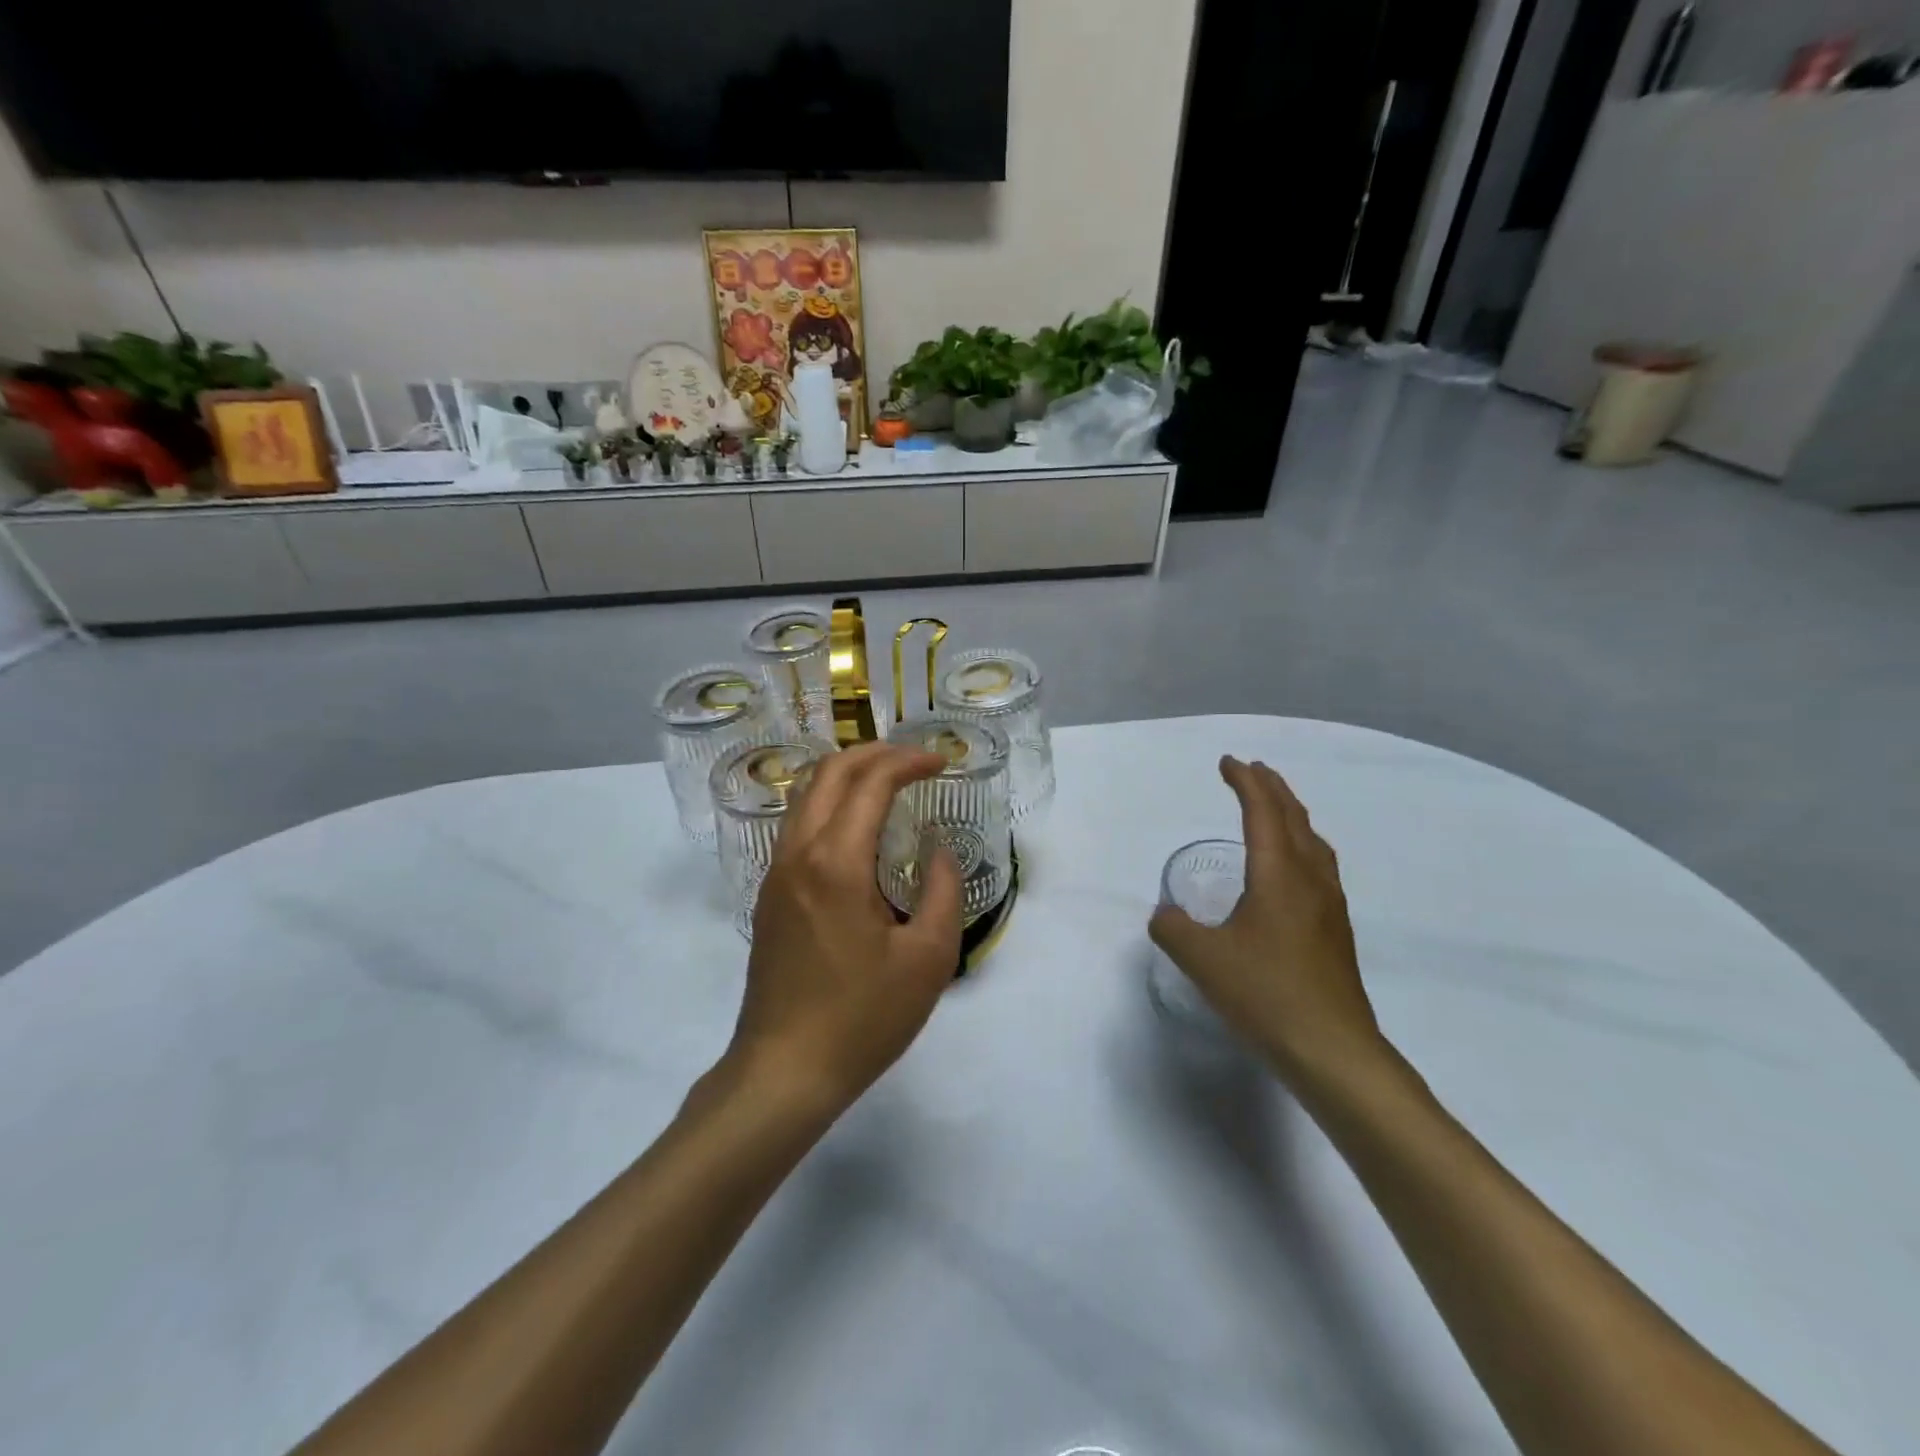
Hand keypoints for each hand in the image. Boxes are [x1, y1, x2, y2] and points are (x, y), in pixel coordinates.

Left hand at [723, 742, 962, 1117]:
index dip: (909, 761)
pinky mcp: (769, 895)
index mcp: (837, 862)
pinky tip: (856, 828)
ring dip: (846, 774)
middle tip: (915, 759)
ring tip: (887, 781)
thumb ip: (941, 891)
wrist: (784, 1071)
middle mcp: (798, 854)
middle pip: (829, 772)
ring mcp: (776, 873)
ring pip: (806, 795)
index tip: (941, 762)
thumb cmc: (863, 1017)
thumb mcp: (928, 959)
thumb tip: (936, 851)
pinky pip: (797, 825)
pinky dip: (829, 803)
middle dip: (875, 753)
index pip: (871, 782)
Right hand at [1148, 757, 1387, 1087]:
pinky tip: (1293, 870)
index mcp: (1278, 874)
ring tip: (1275, 809)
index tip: (1227, 762)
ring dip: (1292, 816)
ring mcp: (1329, 906)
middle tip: (1253, 770)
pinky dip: (1302, 846)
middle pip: (1294, 818)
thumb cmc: (1265, 994)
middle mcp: (1309, 880)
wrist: (1332, 1050)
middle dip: (1272, 789)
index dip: (1244, 782)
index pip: (1261, 812)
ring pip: (1313, 842)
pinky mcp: (1335, 932)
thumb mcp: (1202, 959)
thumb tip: (1166, 915)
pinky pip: (1319, 867)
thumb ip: (1173, 928)